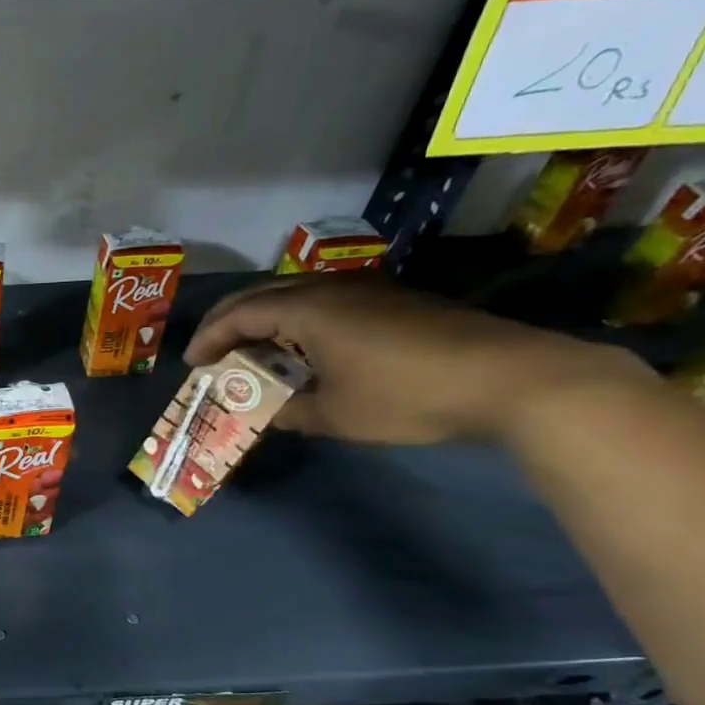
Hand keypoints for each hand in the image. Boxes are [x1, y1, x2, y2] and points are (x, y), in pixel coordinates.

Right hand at [184, 274, 649, 445]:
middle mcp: (333, 289)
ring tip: (251, 350)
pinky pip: (325, 301)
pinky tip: (302, 347)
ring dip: (264, 318)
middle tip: (211, 350)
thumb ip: (290, 411)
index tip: (192, 364)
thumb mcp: (336, 415)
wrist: (512, 377)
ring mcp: (368, 291)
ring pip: (296, 294)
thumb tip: (269, 412)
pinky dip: (296, 320)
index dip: (210, 338)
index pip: (241, 315)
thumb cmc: (408, 395)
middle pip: (263, 294)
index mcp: (309, 310)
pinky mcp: (395, 302)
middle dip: (229, 321)